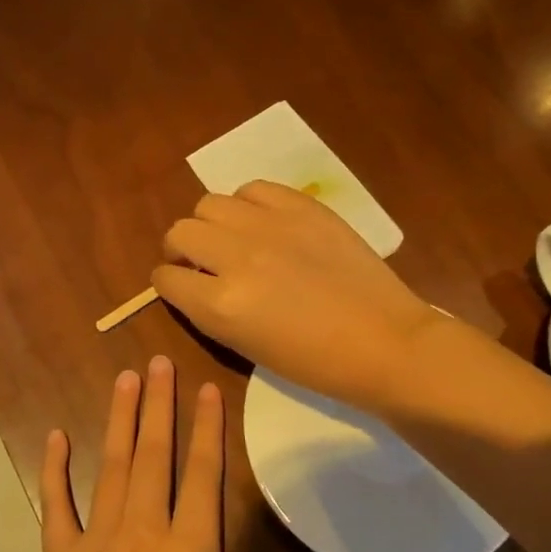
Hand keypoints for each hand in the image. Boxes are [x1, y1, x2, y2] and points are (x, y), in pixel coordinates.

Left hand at [41, 356, 356, 551]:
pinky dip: (55, 470)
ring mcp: (99, 539)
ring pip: (111, 466)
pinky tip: (55, 436)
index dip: (207, 426)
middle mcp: (145, 528)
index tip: (204, 386)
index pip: (204, 471)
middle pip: (154, 453)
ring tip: (123, 378)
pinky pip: (57, 505)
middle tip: (156, 360)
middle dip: (158, 404)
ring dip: (118, 420)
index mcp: (192, 547)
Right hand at [153, 180, 440, 411]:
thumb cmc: (314, 362)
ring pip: (209, 204)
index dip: (169, 283)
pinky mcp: (302, 207)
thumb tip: (193, 281)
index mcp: (220, 305)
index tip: (182, 286)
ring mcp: (270, 226)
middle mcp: (236, 258)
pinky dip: (248, 205)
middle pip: (180, 232)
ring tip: (234, 239)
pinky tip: (263, 223)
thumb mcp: (245, 346)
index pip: (166, 278)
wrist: (384, 341)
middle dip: (182, 250)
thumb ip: (209, 309)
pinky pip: (253, 189)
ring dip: (212, 224)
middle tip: (202, 262)